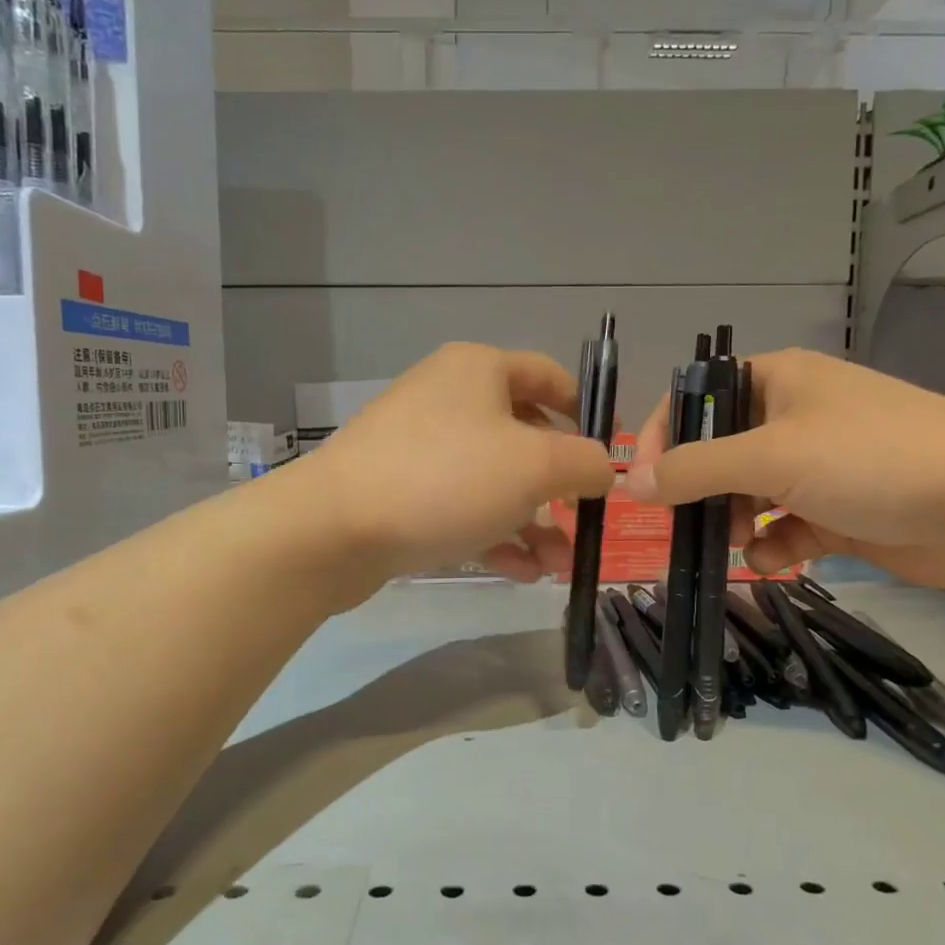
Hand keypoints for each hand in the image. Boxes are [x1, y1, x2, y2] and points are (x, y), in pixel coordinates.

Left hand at [298, 343, 616, 587]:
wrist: (334, 528)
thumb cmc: (446, 478)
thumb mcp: (536, 466)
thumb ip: (585, 463)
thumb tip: (603, 468)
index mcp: (478, 371)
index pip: (548, 377)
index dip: (586, 412)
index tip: (610, 453)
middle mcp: (448, 399)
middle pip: (523, 436)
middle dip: (559, 487)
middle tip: (583, 523)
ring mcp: (420, 447)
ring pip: (493, 481)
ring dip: (532, 523)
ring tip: (558, 566)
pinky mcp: (400, 492)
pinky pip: (461, 507)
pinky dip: (494, 535)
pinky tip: (522, 574)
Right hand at [627, 349, 944, 593]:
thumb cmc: (874, 460)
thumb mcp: (772, 456)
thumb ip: (694, 469)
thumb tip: (630, 484)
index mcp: (777, 381)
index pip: (697, 397)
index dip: (662, 435)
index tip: (642, 483)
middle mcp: (793, 417)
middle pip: (719, 451)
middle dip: (700, 490)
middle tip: (689, 522)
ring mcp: (818, 467)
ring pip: (747, 494)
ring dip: (734, 521)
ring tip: (740, 541)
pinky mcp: (839, 511)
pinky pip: (784, 527)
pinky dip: (772, 546)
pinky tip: (774, 561)